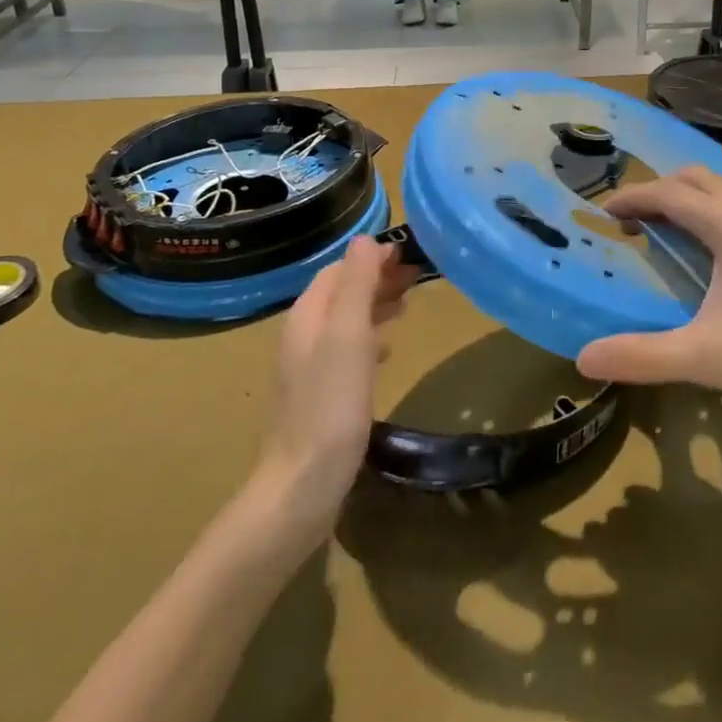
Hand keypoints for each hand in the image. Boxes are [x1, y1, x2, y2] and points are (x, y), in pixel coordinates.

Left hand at [258, 237, 414, 526]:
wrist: (304, 483)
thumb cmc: (331, 403)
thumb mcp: (348, 335)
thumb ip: (356, 285)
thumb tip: (366, 239)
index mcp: (308, 315)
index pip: (339, 270)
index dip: (371, 258)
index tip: (409, 253)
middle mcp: (304, 334)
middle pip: (341, 292)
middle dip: (376, 278)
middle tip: (417, 275)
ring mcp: (310, 366)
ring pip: (346, 320)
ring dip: (375, 305)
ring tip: (408, 304)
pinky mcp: (321, 394)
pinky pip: (347, 349)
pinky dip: (370, 337)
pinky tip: (386, 349)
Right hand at [575, 168, 721, 434]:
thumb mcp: (710, 358)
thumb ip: (644, 356)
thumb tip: (583, 358)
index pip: (669, 193)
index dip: (631, 198)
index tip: (599, 215)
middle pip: (694, 180)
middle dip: (655, 192)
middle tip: (626, 224)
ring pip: (717, 192)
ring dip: (682, 201)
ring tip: (655, 235)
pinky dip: (704, 215)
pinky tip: (699, 256)